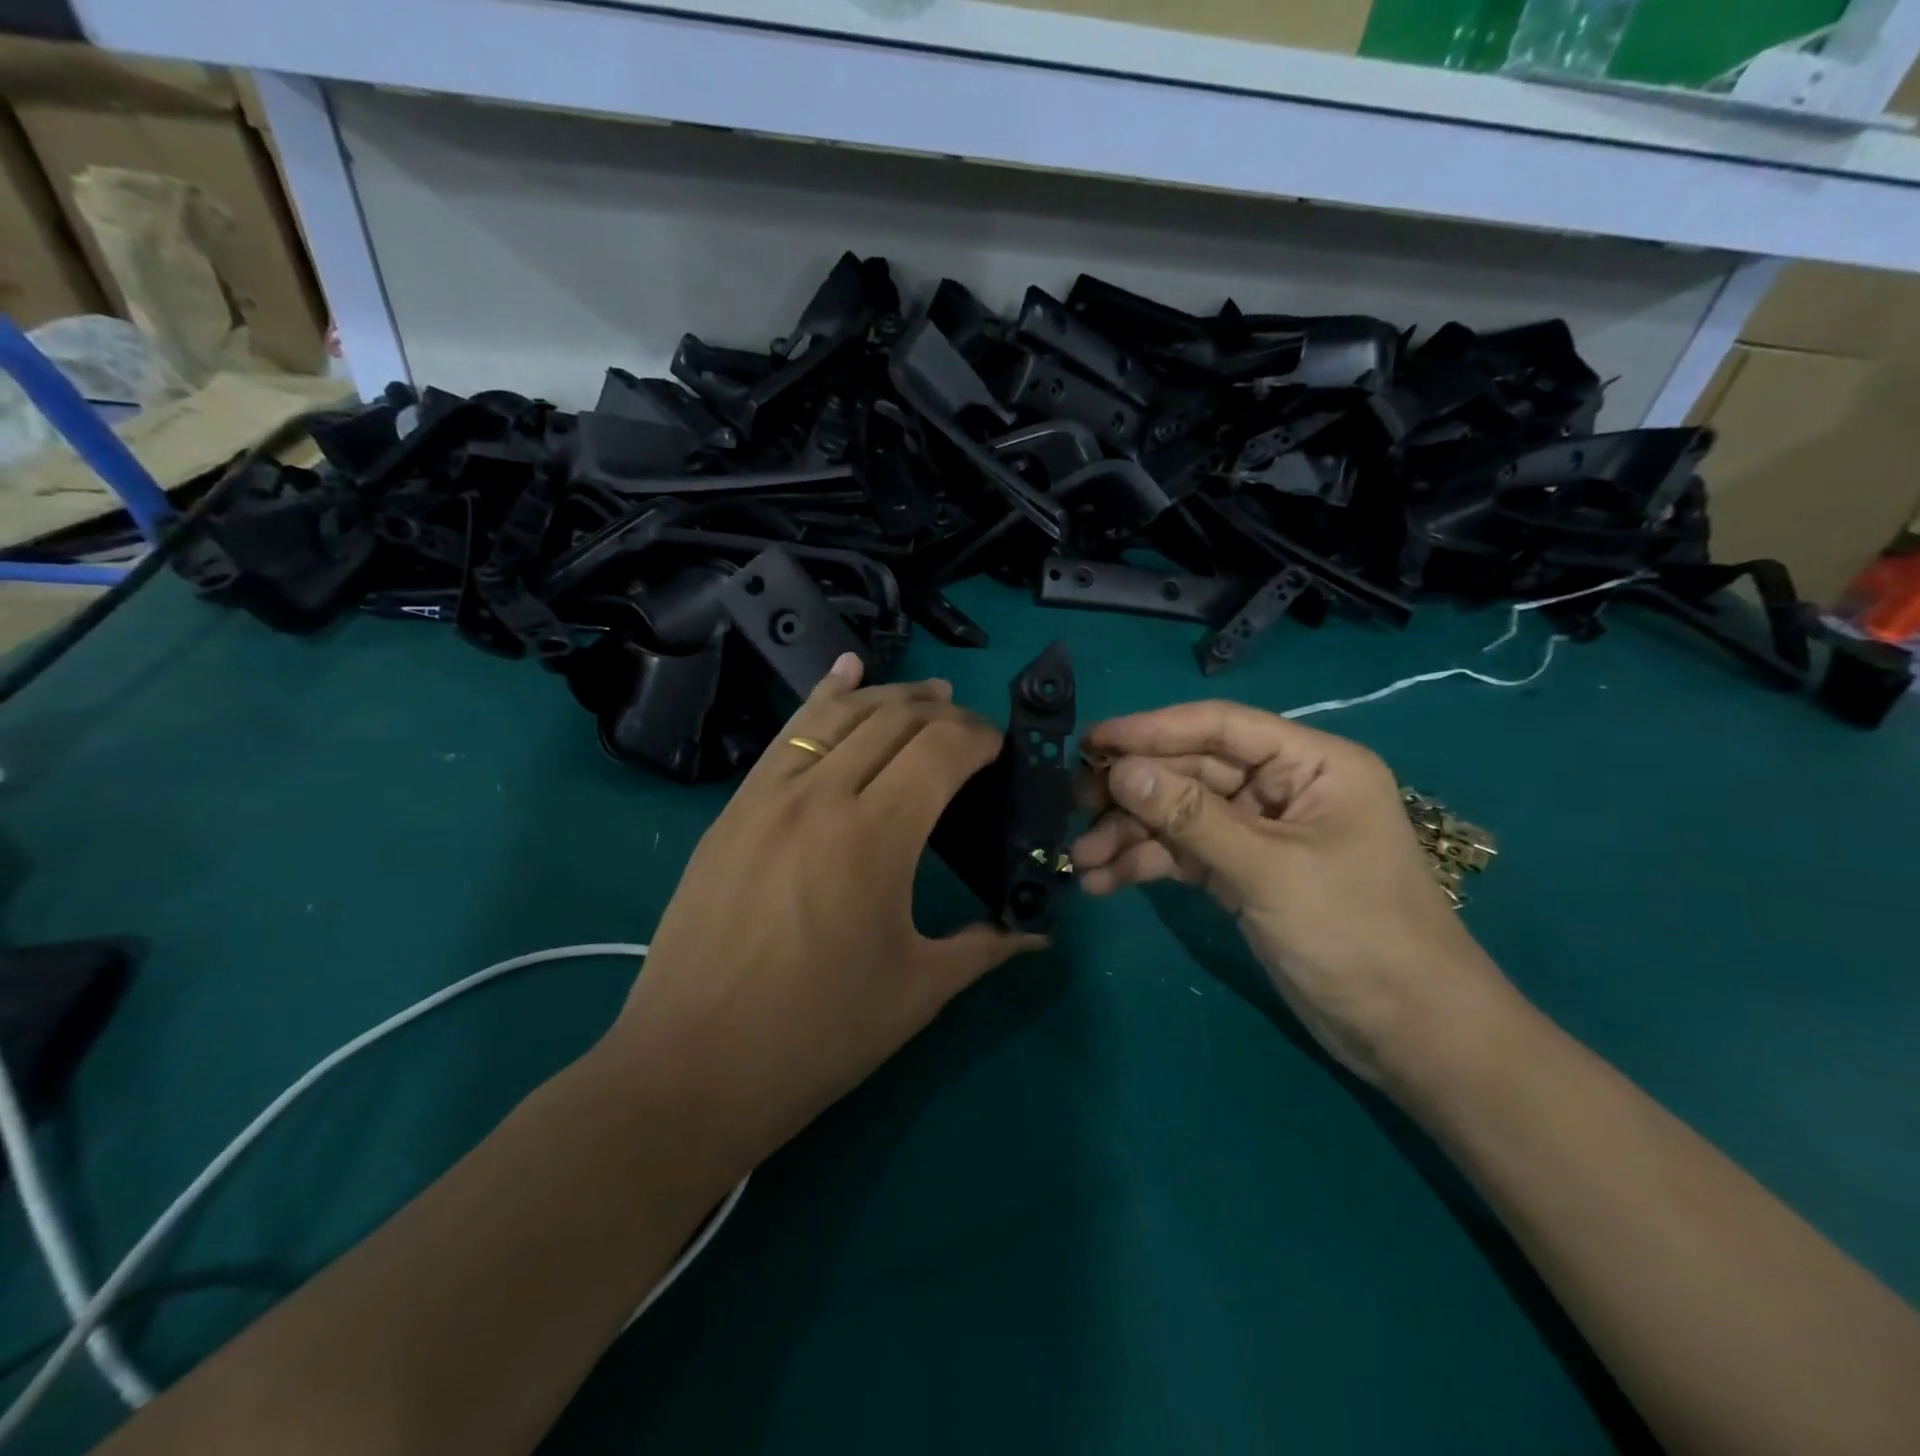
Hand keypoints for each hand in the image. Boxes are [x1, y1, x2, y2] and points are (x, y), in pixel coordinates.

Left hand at [604, 654, 1044, 1173]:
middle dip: (944, 714)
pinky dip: (822, 696)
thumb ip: (985, 947)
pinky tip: (845, 672)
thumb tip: (1038, 932)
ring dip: (891, 697)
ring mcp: (768, 795)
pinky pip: (786, 733)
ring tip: (928, 694)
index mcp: (874, 837)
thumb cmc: (816, 1036)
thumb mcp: (916, 992)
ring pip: (839, 715)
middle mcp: (821, 795)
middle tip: (973, 732)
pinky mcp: (734, 808)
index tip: (1002, 751)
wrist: (690, 1069)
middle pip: (895, 721)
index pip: (942, 749)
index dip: (981, 738)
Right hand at [1071, 701, 1510, 1086]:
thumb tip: (1120, 771)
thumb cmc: (1357, 934)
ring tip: (1080, 859)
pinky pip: (1184, 855)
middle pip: (1191, 772)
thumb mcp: (1269, 870)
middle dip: (1133, 791)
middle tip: (1072, 804)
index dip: (1152, 730)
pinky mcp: (1242, 874)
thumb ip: (1191, 817)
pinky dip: (1146, 865)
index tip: (1092, 741)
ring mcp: (1259, 833)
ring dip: (1129, 835)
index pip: (1219, 727)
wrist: (1407, 1034)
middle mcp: (1282, 788)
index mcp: (1311, 763)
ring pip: (1179, 816)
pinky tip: (1103, 882)